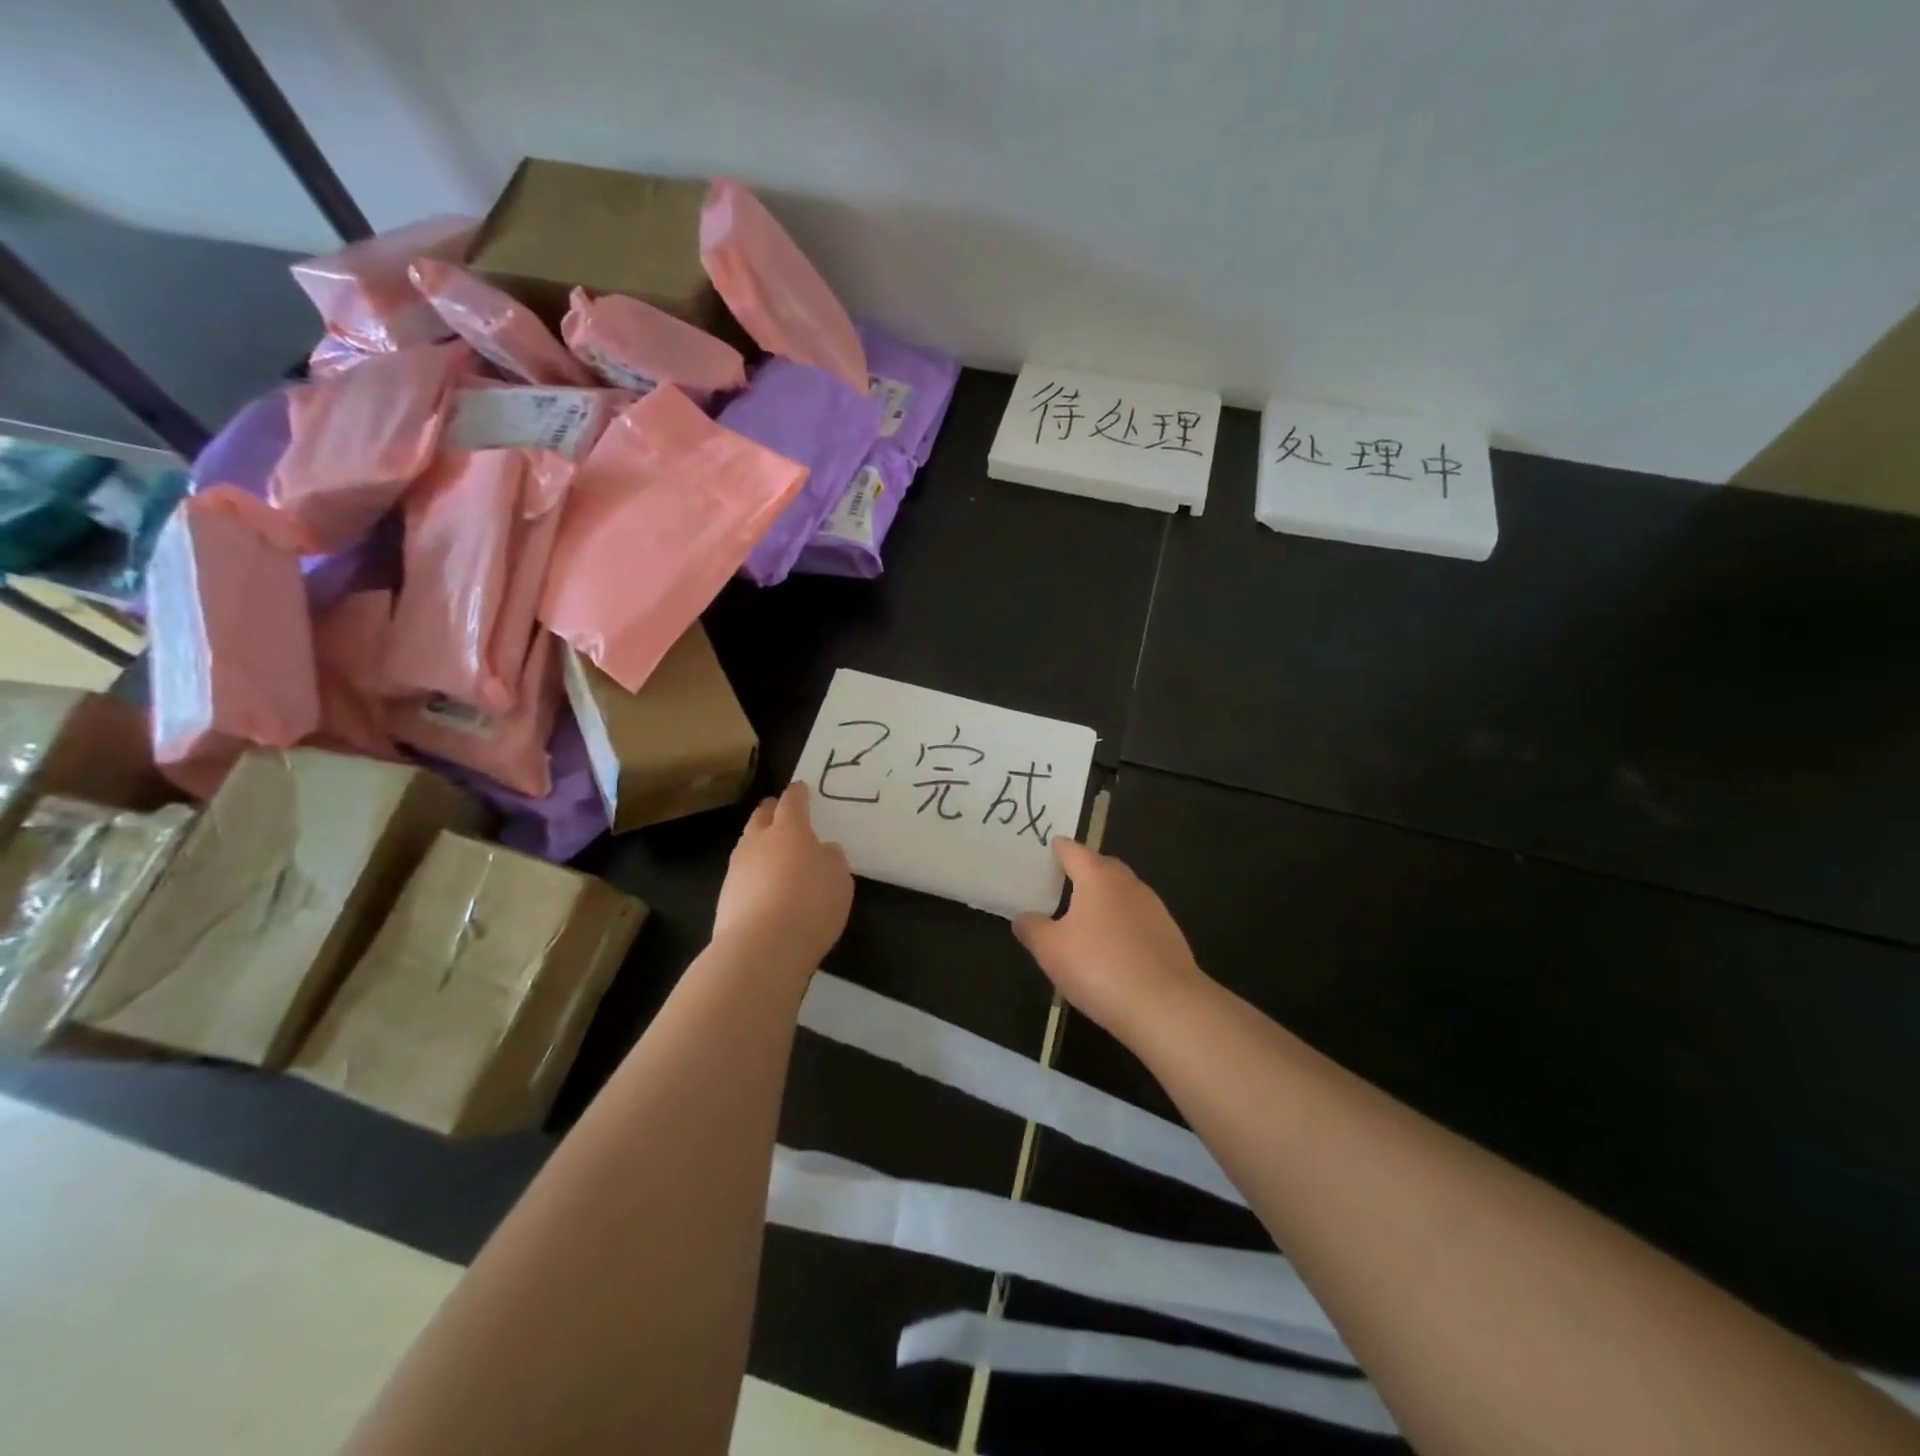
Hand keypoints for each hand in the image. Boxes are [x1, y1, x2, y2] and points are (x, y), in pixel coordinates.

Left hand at [713, 783, 853, 970]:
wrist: (762, 946)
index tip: (800, 788)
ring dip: (758, 843)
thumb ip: (832, 860)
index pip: (791, 802)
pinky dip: (752, 874)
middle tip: (779, 811)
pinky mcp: (725, 896)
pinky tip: (763, 887)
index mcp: (789, 830)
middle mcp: (758, 841)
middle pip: (761, 817)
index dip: (797, 793)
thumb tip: (823, 850)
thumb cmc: (811, 903)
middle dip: (771, 811)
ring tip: (771, 851)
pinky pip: (741, 874)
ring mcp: (737, 868)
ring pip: (747, 844)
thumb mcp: (840, 880)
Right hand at [1013, 837, 1206, 1040]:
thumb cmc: (1099, 967)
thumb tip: (1023, 917)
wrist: (1166, 1006)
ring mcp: (1155, 909)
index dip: (1060, 848)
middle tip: (1066, 880)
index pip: (1075, 851)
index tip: (1052, 846)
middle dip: (1086, 869)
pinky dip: (1124, 924)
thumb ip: (1032, 928)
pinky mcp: (1170, 936)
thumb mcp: (1050, 950)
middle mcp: (1129, 884)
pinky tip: (1114, 947)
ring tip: (1087, 916)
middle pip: (1104, 867)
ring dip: (1107, 898)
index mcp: (1098, 878)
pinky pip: (1139, 919)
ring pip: (1125, 893)